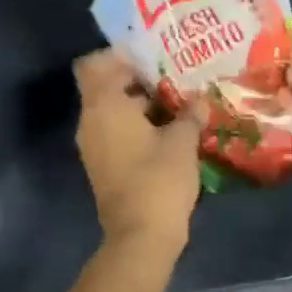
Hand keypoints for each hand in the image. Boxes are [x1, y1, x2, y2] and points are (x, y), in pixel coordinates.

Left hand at [73, 50, 201, 252]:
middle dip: (134, 78)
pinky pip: (113, 131)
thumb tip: (200, 100)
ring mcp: (93, 145)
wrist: (140, 237)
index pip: (96, 65)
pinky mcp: (101, 165)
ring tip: (174, 101)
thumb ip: (190, 114)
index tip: (150, 54)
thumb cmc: (159, 179)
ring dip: (137, 103)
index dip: (120, 56)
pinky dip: (134, 125)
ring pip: (111, 110)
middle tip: (169, 74)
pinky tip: (166, 129)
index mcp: (104, 105)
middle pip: (104, 86)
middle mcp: (91, 120)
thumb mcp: (182, 141)